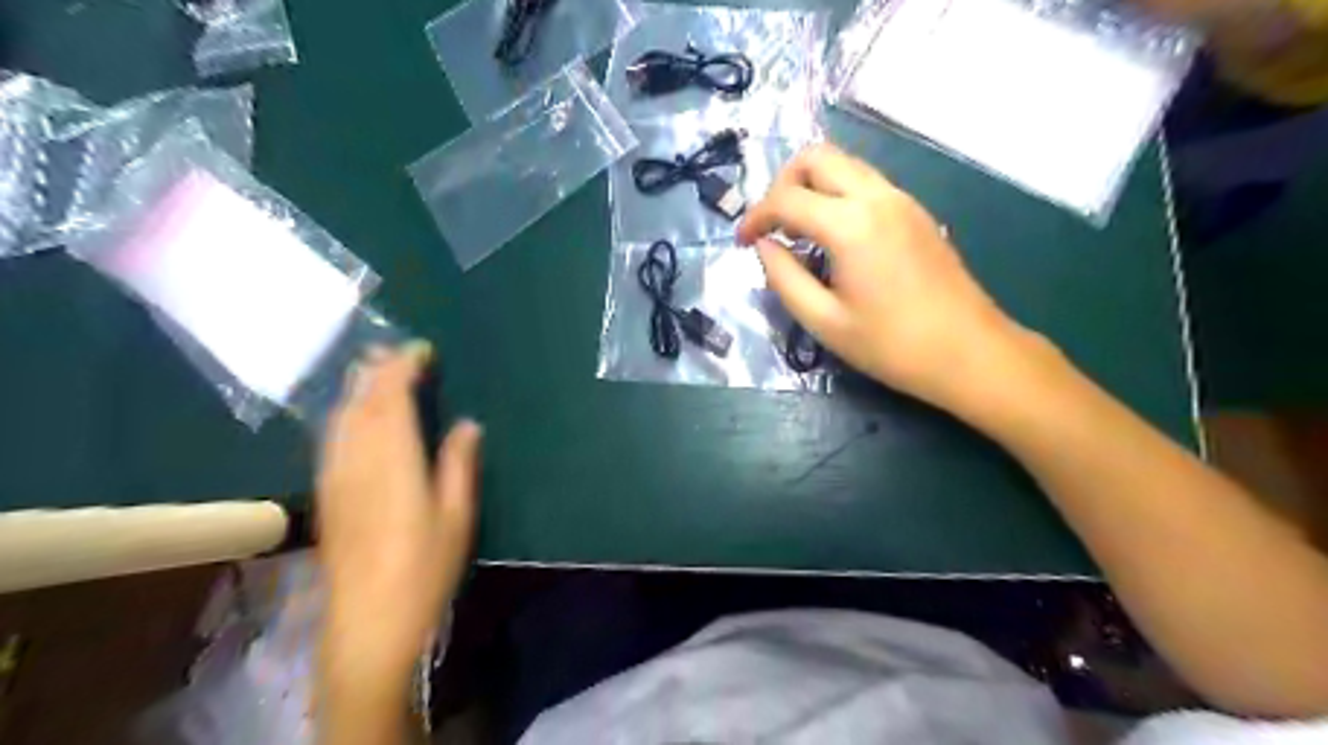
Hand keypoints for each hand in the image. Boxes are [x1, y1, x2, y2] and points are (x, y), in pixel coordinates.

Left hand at [314, 341, 483, 683]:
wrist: (368, 620)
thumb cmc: (424, 568)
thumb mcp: (457, 516)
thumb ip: (459, 464)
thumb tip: (467, 424)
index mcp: (395, 461)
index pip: (392, 399)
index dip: (403, 368)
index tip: (421, 350)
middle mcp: (358, 460)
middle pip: (360, 402)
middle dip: (375, 370)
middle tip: (395, 351)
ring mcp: (335, 477)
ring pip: (340, 418)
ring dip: (357, 389)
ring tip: (373, 371)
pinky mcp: (326, 494)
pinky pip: (331, 438)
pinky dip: (345, 414)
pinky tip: (353, 416)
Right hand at [738, 141, 1036, 414]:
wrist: (969, 352)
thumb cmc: (892, 346)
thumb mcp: (824, 322)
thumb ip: (784, 278)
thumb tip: (765, 246)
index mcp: (851, 225)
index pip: (786, 199)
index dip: (755, 217)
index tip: (741, 242)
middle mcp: (877, 197)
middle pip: (816, 157)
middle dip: (782, 184)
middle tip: (772, 225)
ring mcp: (901, 199)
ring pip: (844, 164)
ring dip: (811, 186)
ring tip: (797, 230)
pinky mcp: (915, 211)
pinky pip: (865, 182)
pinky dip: (836, 194)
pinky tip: (832, 236)